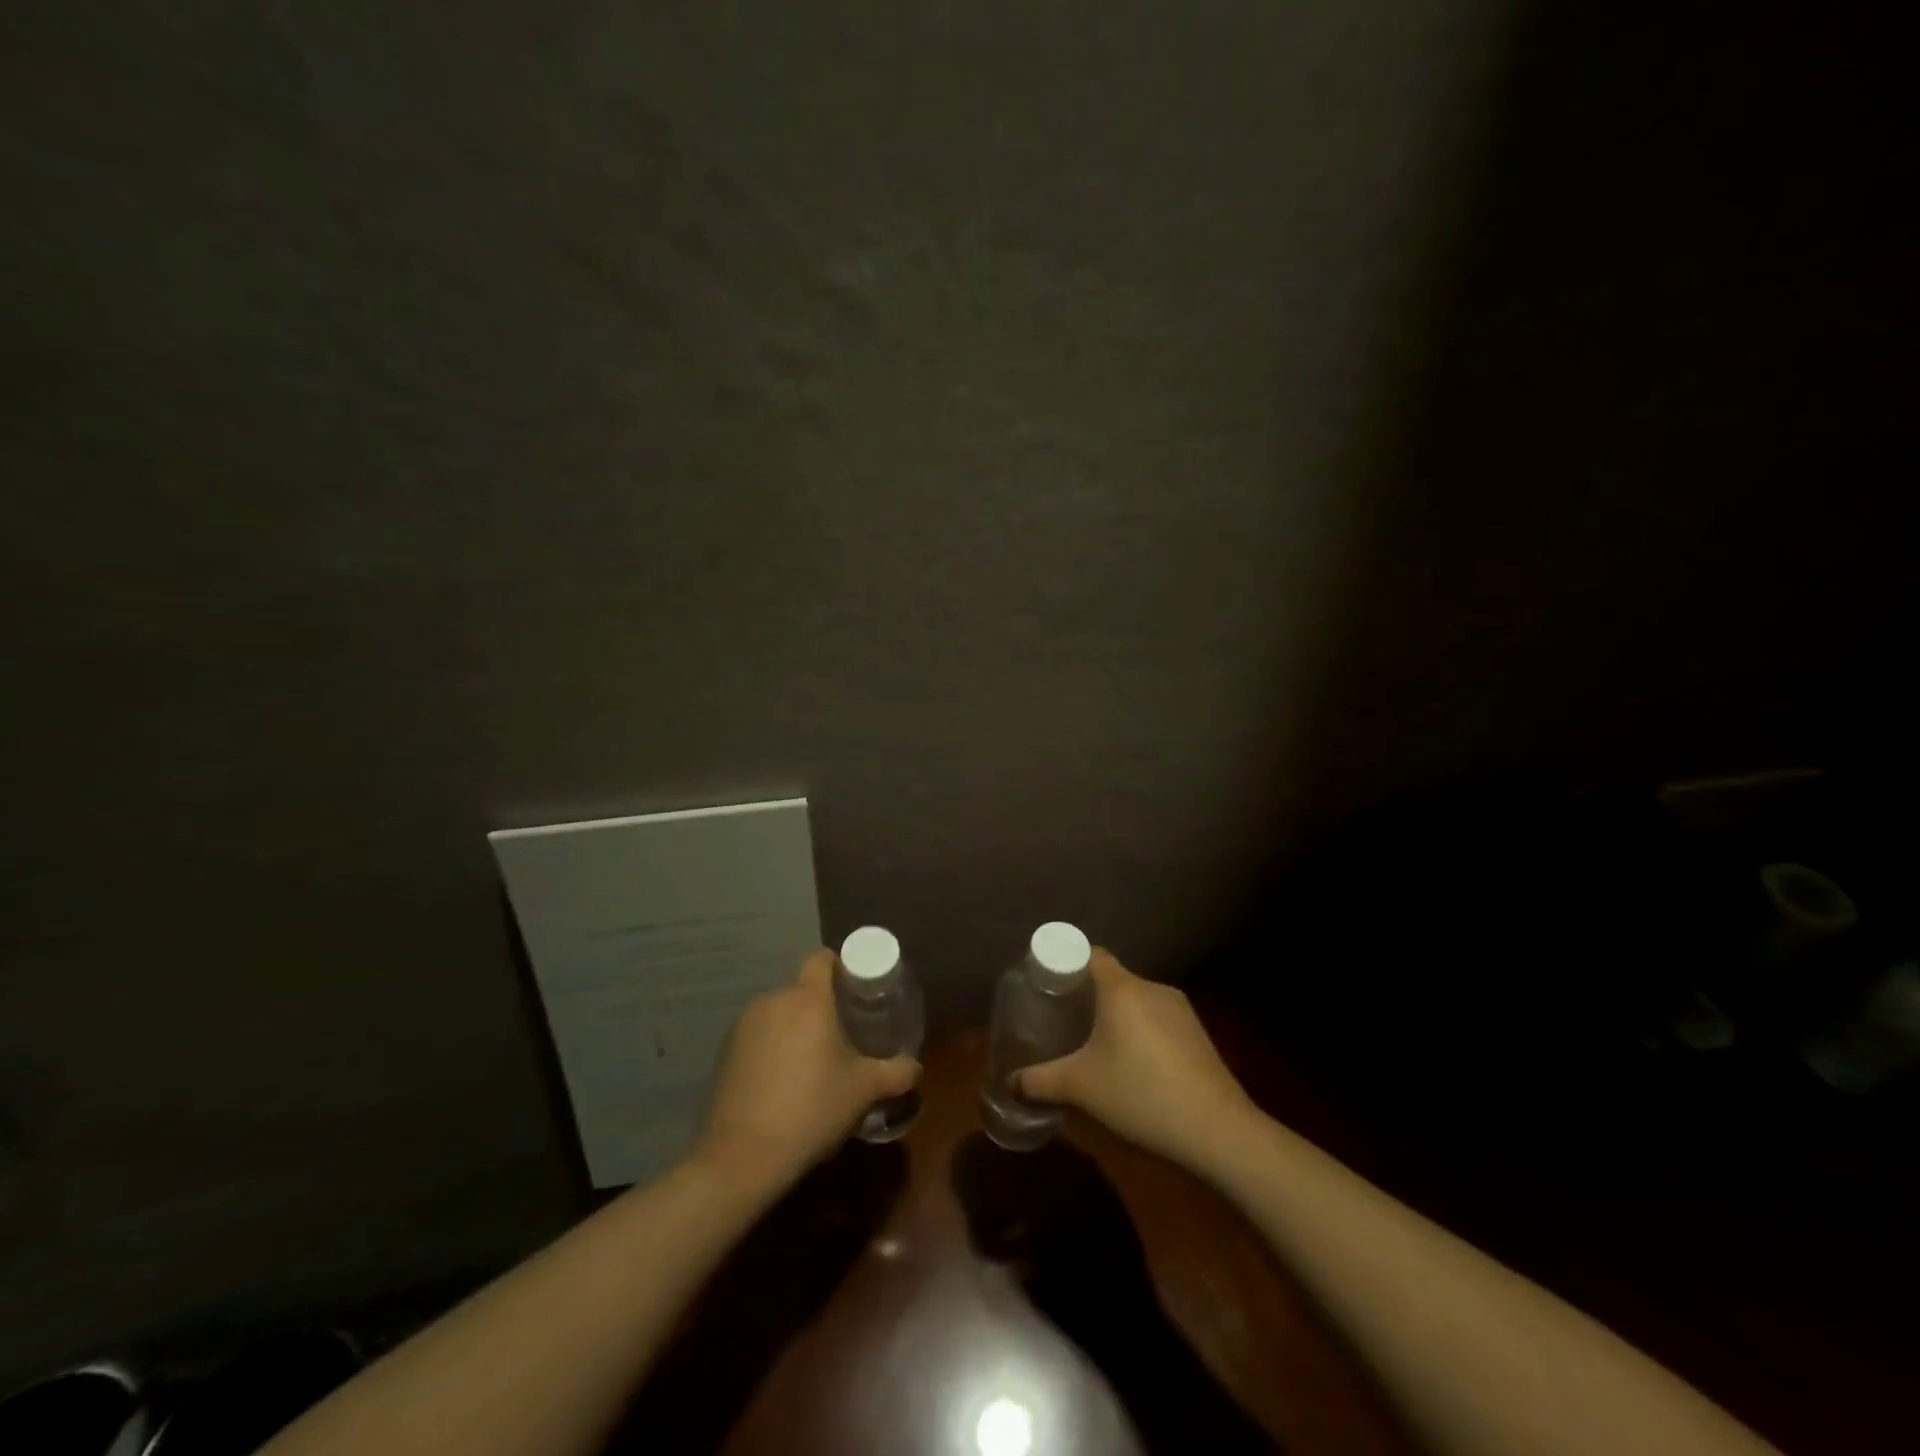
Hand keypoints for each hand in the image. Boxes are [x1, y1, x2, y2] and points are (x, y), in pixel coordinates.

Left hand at [693, 950, 918, 1192]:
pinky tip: (782, 1083)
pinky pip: (758, 1036)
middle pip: (802, 989)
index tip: (856, 989)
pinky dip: (772, 1048)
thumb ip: (897, 1073)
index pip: (821, 958)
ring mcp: (743, 1026)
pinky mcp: (725, 1053)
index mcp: (808, 1000)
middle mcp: (773, 1001)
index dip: (840, 966)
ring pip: (778, 1013)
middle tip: (842, 1033)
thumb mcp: (864, 1091)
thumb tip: (915, 1067)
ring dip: (795, 1028)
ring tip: (812, 1062)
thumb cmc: (812, 1110)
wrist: (742, 1157)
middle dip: (821, 1005)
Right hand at [1017, 950, 1256, 1168]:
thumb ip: (1039, 1081)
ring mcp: (1180, 1009)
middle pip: (1111, 978)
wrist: (1218, 1130)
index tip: (1047, 986)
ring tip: (1096, 1046)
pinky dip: (1140, 1031)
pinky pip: (1157, 1018)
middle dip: (1086, 996)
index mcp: (1122, 989)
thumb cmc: (1141, 1095)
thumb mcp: (1081, 1088)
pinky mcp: (1198, 1033)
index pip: (1089, 954)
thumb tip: (1009, 1083)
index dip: (1065, 963)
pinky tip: (1134, 1066)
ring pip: (1136, 1000)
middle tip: (1063, 1020)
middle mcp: (1152, 988)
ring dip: (1116, 1016)